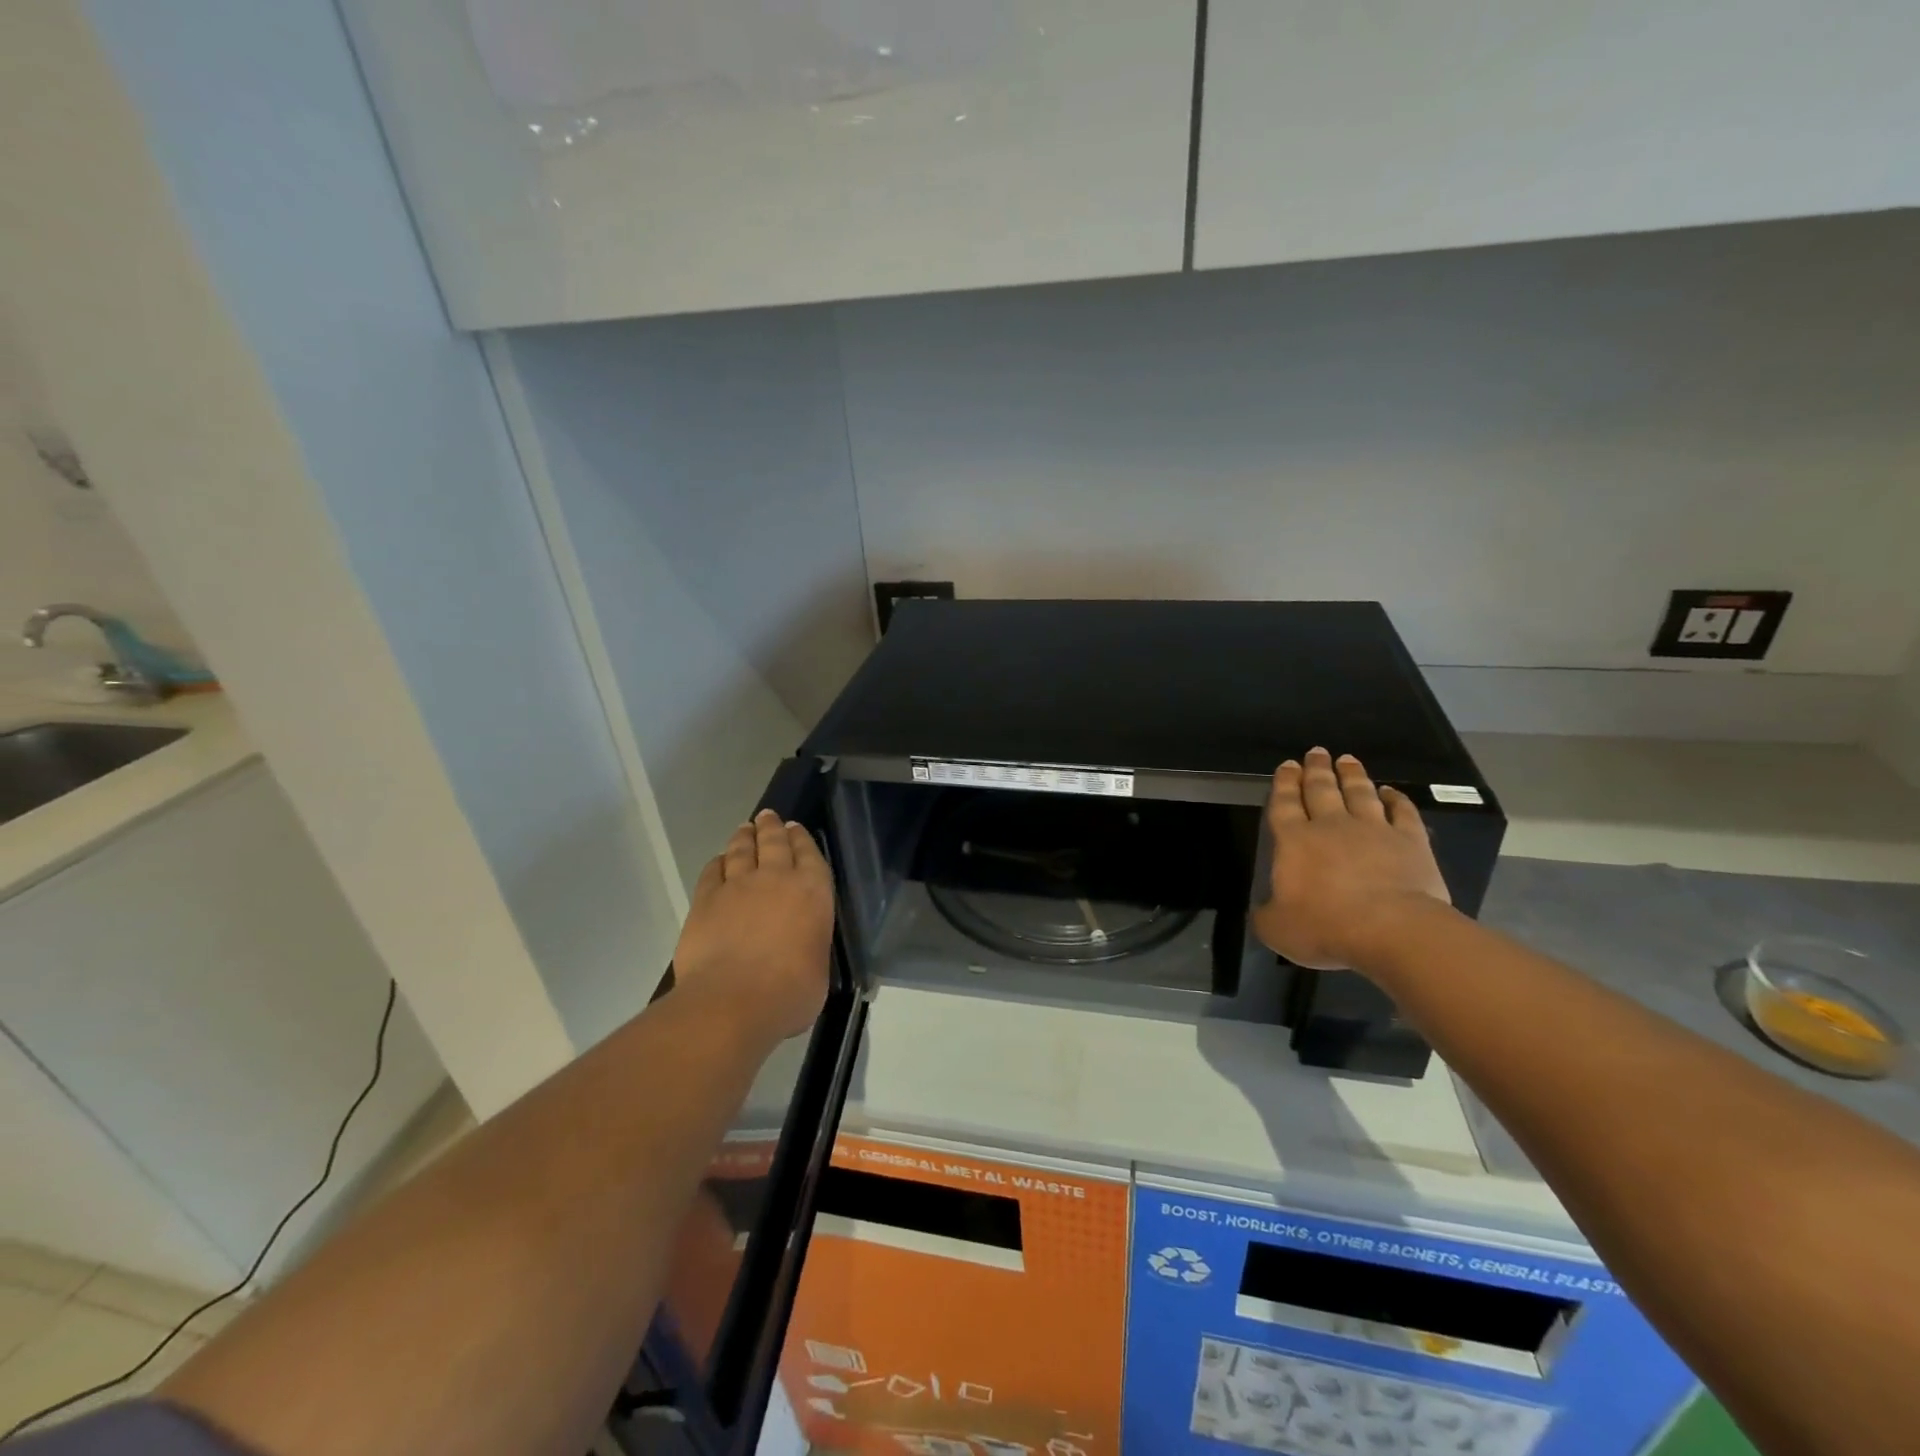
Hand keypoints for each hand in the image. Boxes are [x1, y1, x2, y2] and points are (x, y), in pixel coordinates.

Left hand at [673, 809, 833, 1045]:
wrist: (733, 1001)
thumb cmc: (790, 993)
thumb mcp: (817, 969)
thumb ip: (809, 946)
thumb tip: (799, 950)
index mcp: (812, 892)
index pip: (809, 854)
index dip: (801, 839)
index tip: (795, 828)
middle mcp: (776, 878)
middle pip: (773, 842)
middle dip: (771, 827)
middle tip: (768, 816)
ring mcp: (737, 886)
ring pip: (741, 850)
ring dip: (744, 837)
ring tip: (745, 828)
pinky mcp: (705, 900)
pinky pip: (712, 872)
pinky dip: (717, 863)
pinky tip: (718, 861)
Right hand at [1251, 748, 1452, 971]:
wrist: (1392, 929)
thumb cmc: (1326, 927)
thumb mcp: (1277, 929)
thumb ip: (1267, 916)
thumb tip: (1265, 911)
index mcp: (1294, 841)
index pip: (1284, 803)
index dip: (1284, 783)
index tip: (1287, 765)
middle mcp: (1331, 826)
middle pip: (1321, 789)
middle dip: (1316, 769)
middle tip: (1316, 751)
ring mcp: (1374, 829)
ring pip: (1360, 793)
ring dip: (1352, 775)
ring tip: (1347, 759)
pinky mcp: (1410, 841)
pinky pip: (1403, 812)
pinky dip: (1397, 799)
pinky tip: (1391, 792)